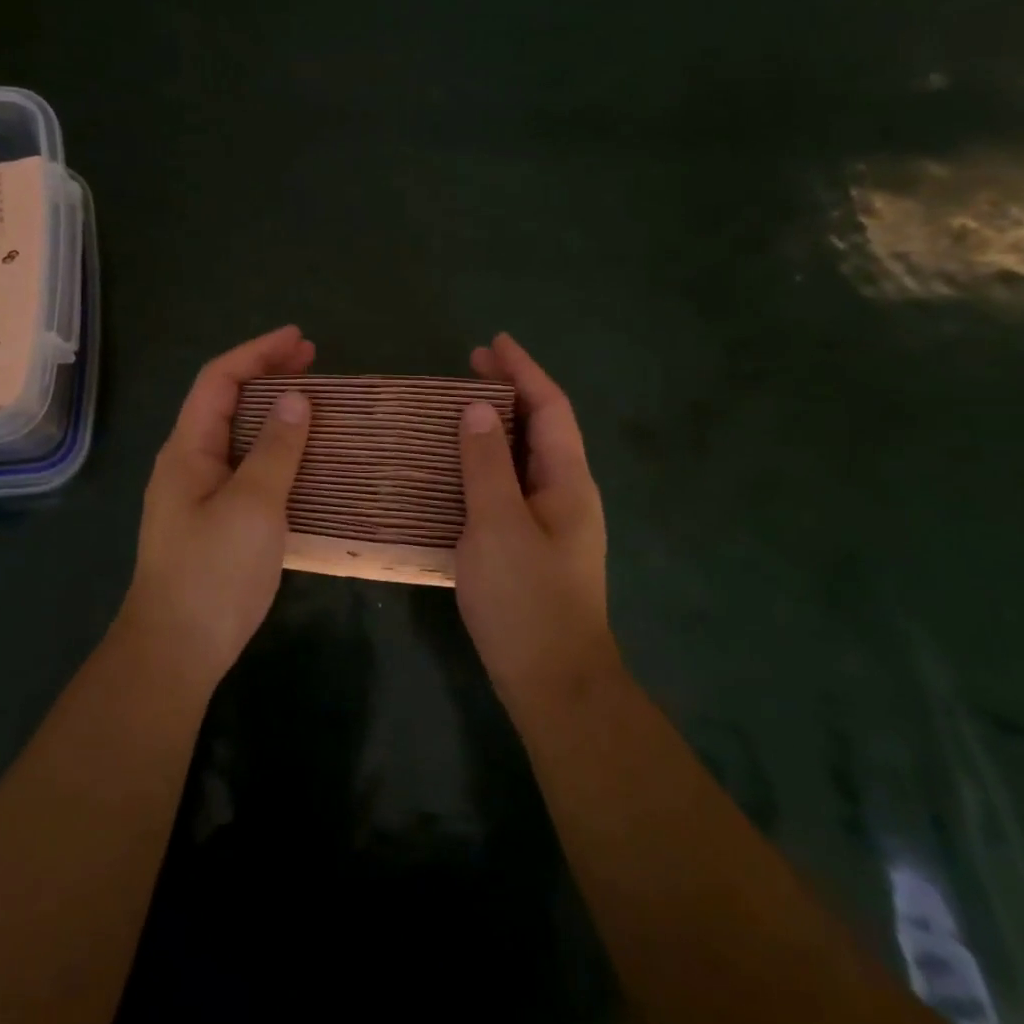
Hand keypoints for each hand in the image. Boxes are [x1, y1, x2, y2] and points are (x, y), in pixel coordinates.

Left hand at [117, 325, 314, 687]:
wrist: (178, 648)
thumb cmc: (213, 572)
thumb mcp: (252, 505)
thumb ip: (276, 449)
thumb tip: (296, 398)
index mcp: (188, 449)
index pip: (220, 380)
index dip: (258, 353)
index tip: (300, 339)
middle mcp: (190, 462)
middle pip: (228, 402)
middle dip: (268, 375)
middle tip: (315, 362)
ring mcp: (201, 493)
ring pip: (238, 435)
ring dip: (274, 412)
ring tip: (315, 402)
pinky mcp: (215, 519)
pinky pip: (247, 467)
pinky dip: (276, 450)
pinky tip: (302, 459)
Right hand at [456, 333, 619, 704]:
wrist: (554, 680)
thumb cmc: (526, 599)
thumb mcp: (498, 525)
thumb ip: (487, 464)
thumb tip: (476, 410)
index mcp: (567, 480)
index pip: (550, 407)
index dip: (523, 370)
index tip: (492, 343)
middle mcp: (566, 493)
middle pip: (541, 427)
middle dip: (509, 393)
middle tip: (466, 370)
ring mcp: (552, 522)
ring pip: (525, 458)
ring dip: (496, 429)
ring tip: (456, 411)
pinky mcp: (533, 546)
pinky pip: (510, 487)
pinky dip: (487, 466)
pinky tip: (457, 471)